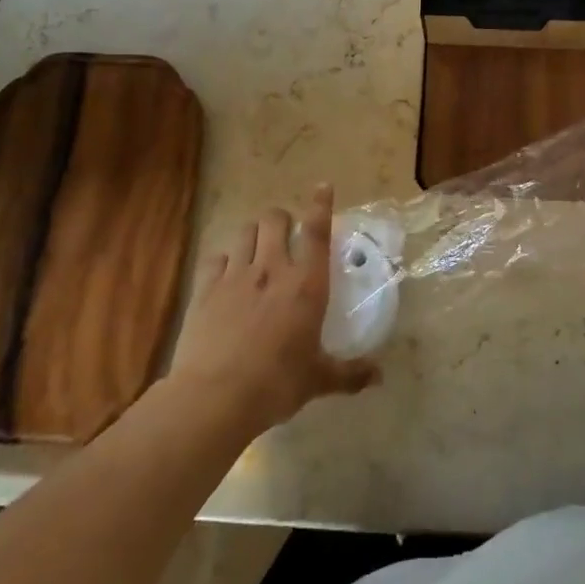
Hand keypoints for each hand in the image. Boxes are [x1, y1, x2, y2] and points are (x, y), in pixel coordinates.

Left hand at [168, 185, 378, 435]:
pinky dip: (224, 259)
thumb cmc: (277, 384)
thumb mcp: (318, 380)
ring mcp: (235, 275)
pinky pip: (216, 256)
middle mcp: (272, 269)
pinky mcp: (205, 288)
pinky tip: (226, 273)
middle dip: (282, 218)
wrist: (215, 397)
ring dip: (254, 233)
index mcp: (307, 284)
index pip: (316, 231)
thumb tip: (379, 376)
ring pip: (245, 231)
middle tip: (286, 233)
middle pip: (275, 219)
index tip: (322, 186)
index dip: (320, 204)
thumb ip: (350, 374)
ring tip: (257, 247)